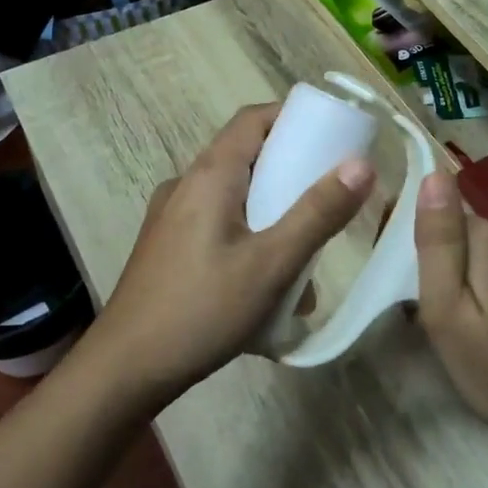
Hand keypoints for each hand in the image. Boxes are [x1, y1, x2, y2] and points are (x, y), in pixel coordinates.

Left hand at [83, 103, 373, 408]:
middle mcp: (186, 184)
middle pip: (245, 156)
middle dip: (289, 172)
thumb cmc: (202, 309)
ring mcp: (170, 216)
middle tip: (327, 199)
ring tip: (303, 255)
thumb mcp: (271, 264)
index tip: (331, 137)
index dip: (293, 118)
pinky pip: (216, 224)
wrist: (125, 369)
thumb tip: (362, 164)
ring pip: (232, 195)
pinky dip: (247, 236)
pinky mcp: (166, 246)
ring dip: (271, 213)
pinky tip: (265, 284)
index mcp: (210, 175)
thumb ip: (318, 213)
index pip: (253, 119)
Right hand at [412, 172, 487, 457]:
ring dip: (472, 274)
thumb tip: (434, 174)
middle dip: (444, 258)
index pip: (439, 212)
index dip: (415, 240)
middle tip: (431, 311)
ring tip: (464, 322)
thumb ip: (438, 241)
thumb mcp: (447, 311)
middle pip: (464, 231)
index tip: (404, 279)